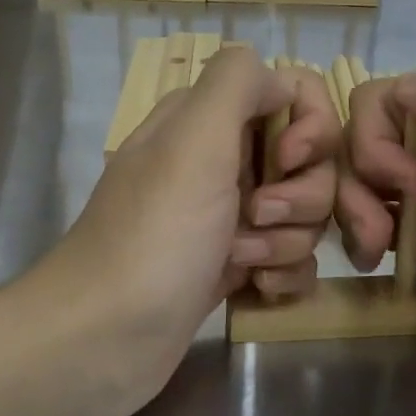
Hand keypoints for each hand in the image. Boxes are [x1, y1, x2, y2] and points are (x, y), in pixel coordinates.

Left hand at [50, 46, 339, 406]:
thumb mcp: (193, 140)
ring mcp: (227, 218)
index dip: (309, 124)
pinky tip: (255, 290)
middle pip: (308, 161)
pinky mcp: (233, 268)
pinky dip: (281, 275)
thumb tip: (278, 77)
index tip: (290, 159)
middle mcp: (220, 162)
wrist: (106, 338)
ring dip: (286, 241)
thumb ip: (237, 82)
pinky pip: (290, 259)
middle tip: (257, 216)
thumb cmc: (155, 235)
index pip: (292, 94)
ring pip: (303, 215)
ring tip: (242, 262)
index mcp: (208, 121)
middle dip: (300, 195)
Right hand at [335, 63, 415, 415]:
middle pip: (376, 137)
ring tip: (371, 255)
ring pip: (374, 179)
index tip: (402, 181)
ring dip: (358, 209)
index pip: (396, 94)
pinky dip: (368, 234)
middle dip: (361, 178)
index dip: (379, 132)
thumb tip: (407, 88)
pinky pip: (386, 219)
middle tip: (380, 230)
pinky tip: (374, 262)